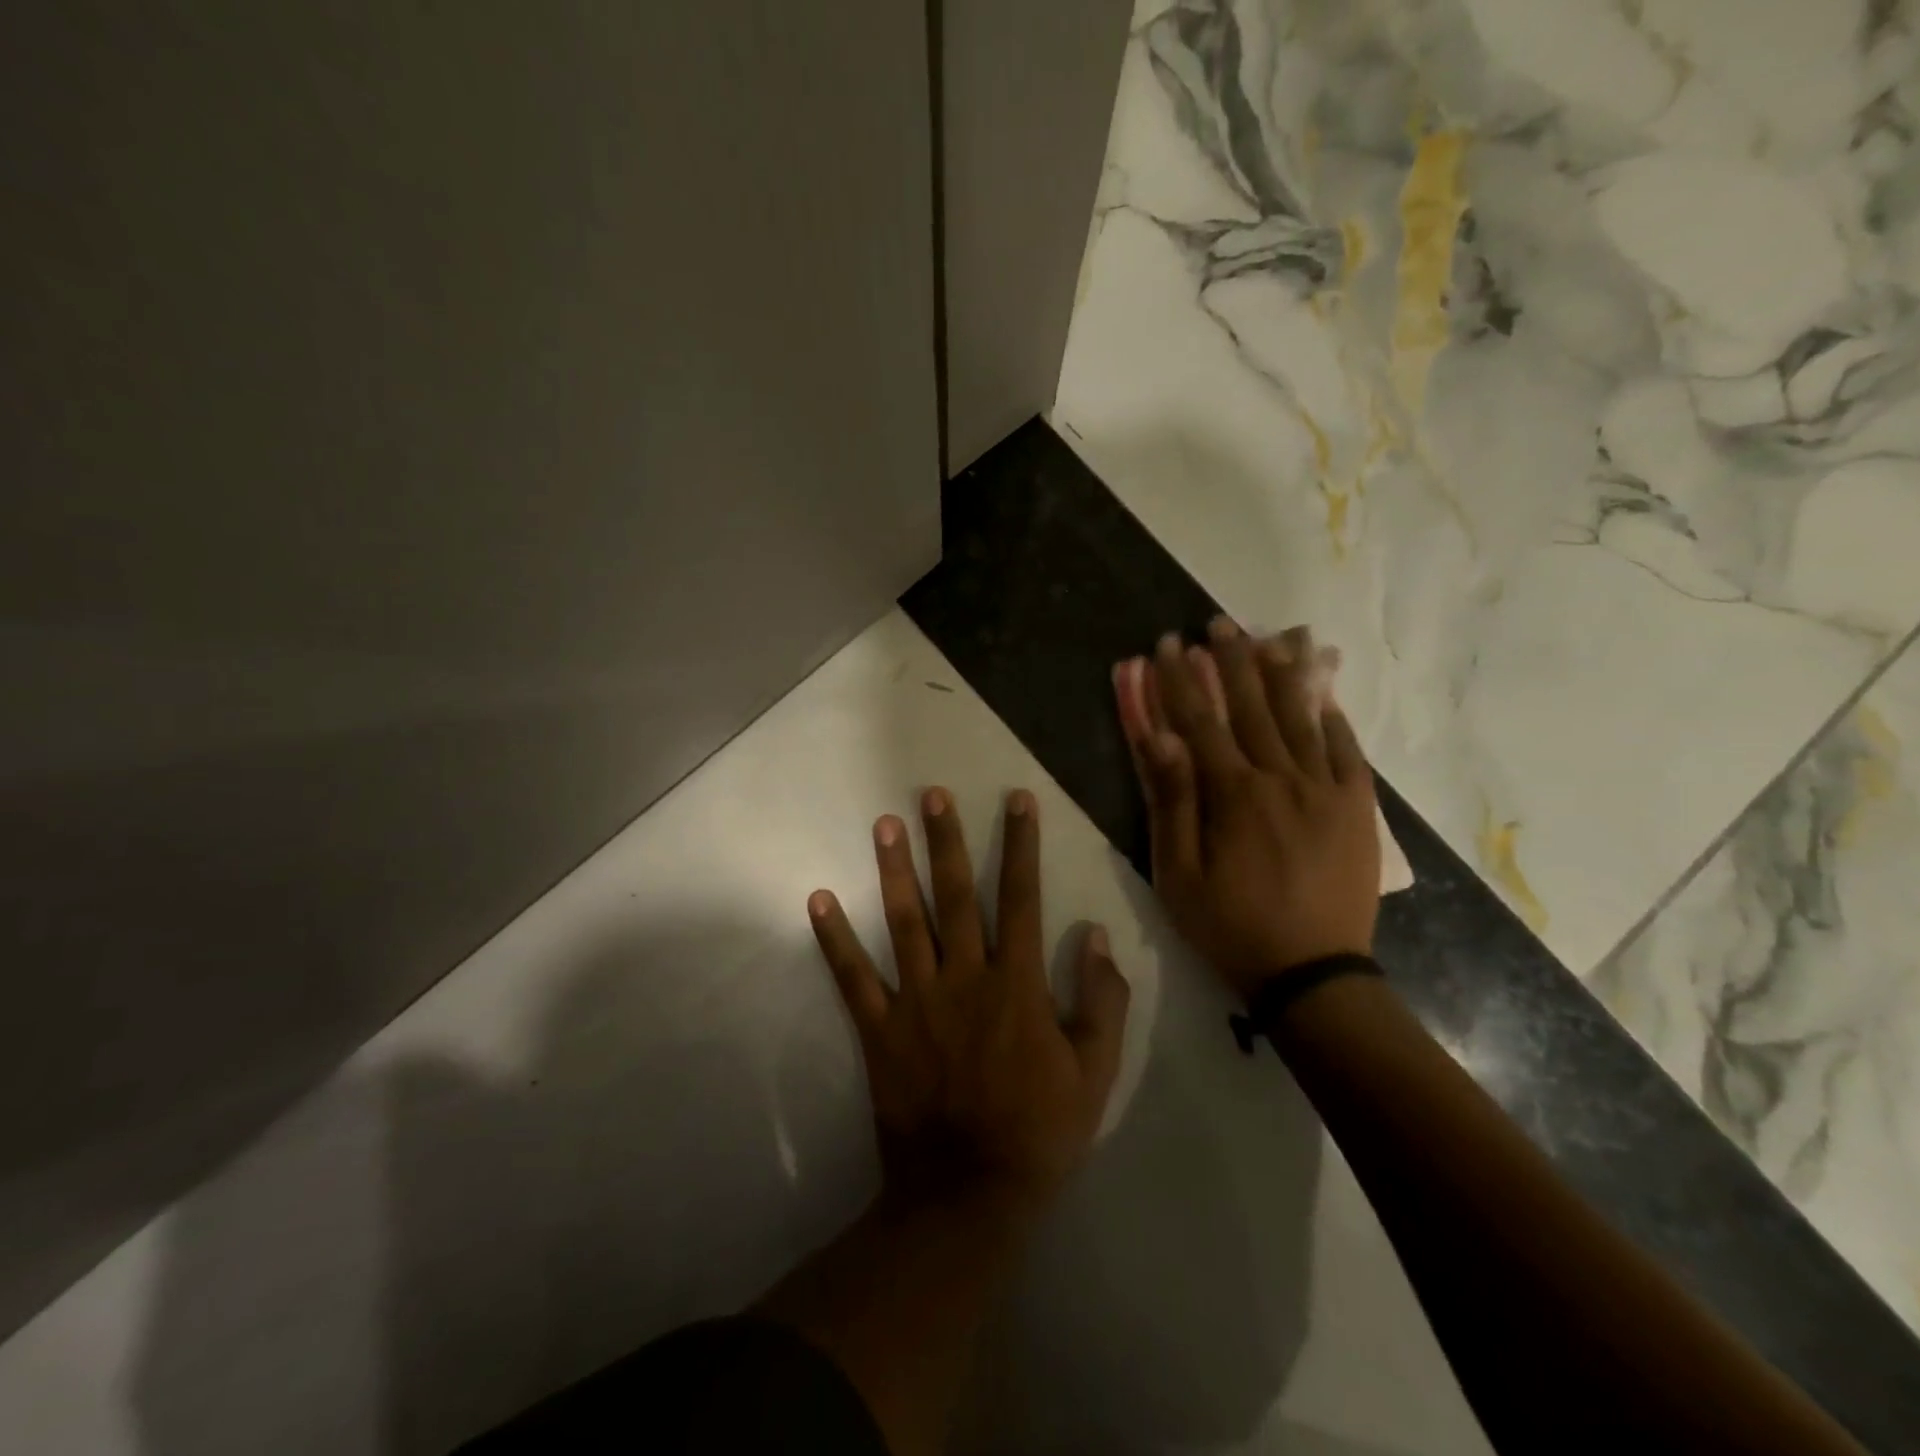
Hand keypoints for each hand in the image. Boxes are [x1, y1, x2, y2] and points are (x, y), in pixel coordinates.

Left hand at [807, 788, 1130, 1221]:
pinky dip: (834, 939)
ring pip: (904, 922)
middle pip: (955, 895)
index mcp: (1016, 984)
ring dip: (894, 870)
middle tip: (931, 795)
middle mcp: (964, 978)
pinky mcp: (880, 1028)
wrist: (969, 1194)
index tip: (1017, 801)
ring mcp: (916, 1000)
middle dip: (946, 840)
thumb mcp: (1095, 1073)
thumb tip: (1096, 936)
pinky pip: (853, 977)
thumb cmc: (1039, 1131)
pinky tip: (819, 900)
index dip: (1020, 846)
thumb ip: (1102, 1002)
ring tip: (883, 825)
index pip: (1020, 898)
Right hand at [1113, 618, 1380, 1001]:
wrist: (1312, 973)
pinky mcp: (1358, 808)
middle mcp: (1281, 778)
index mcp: (1233, 793)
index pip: (1199, 720)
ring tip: (1269, 636)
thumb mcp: (1179, 872)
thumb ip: (1172, 801)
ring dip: (1281, 673)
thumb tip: (1160, 736)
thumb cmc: (1230, 925)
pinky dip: (1333, 717)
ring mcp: (1326, 790)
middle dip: (1229, 661)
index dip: (1178, 679)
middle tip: (1217, 623)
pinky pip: (1347, 751)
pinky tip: (1323, 689)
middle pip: (1251, 706)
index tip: (1165, 644)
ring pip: (1301, 717)